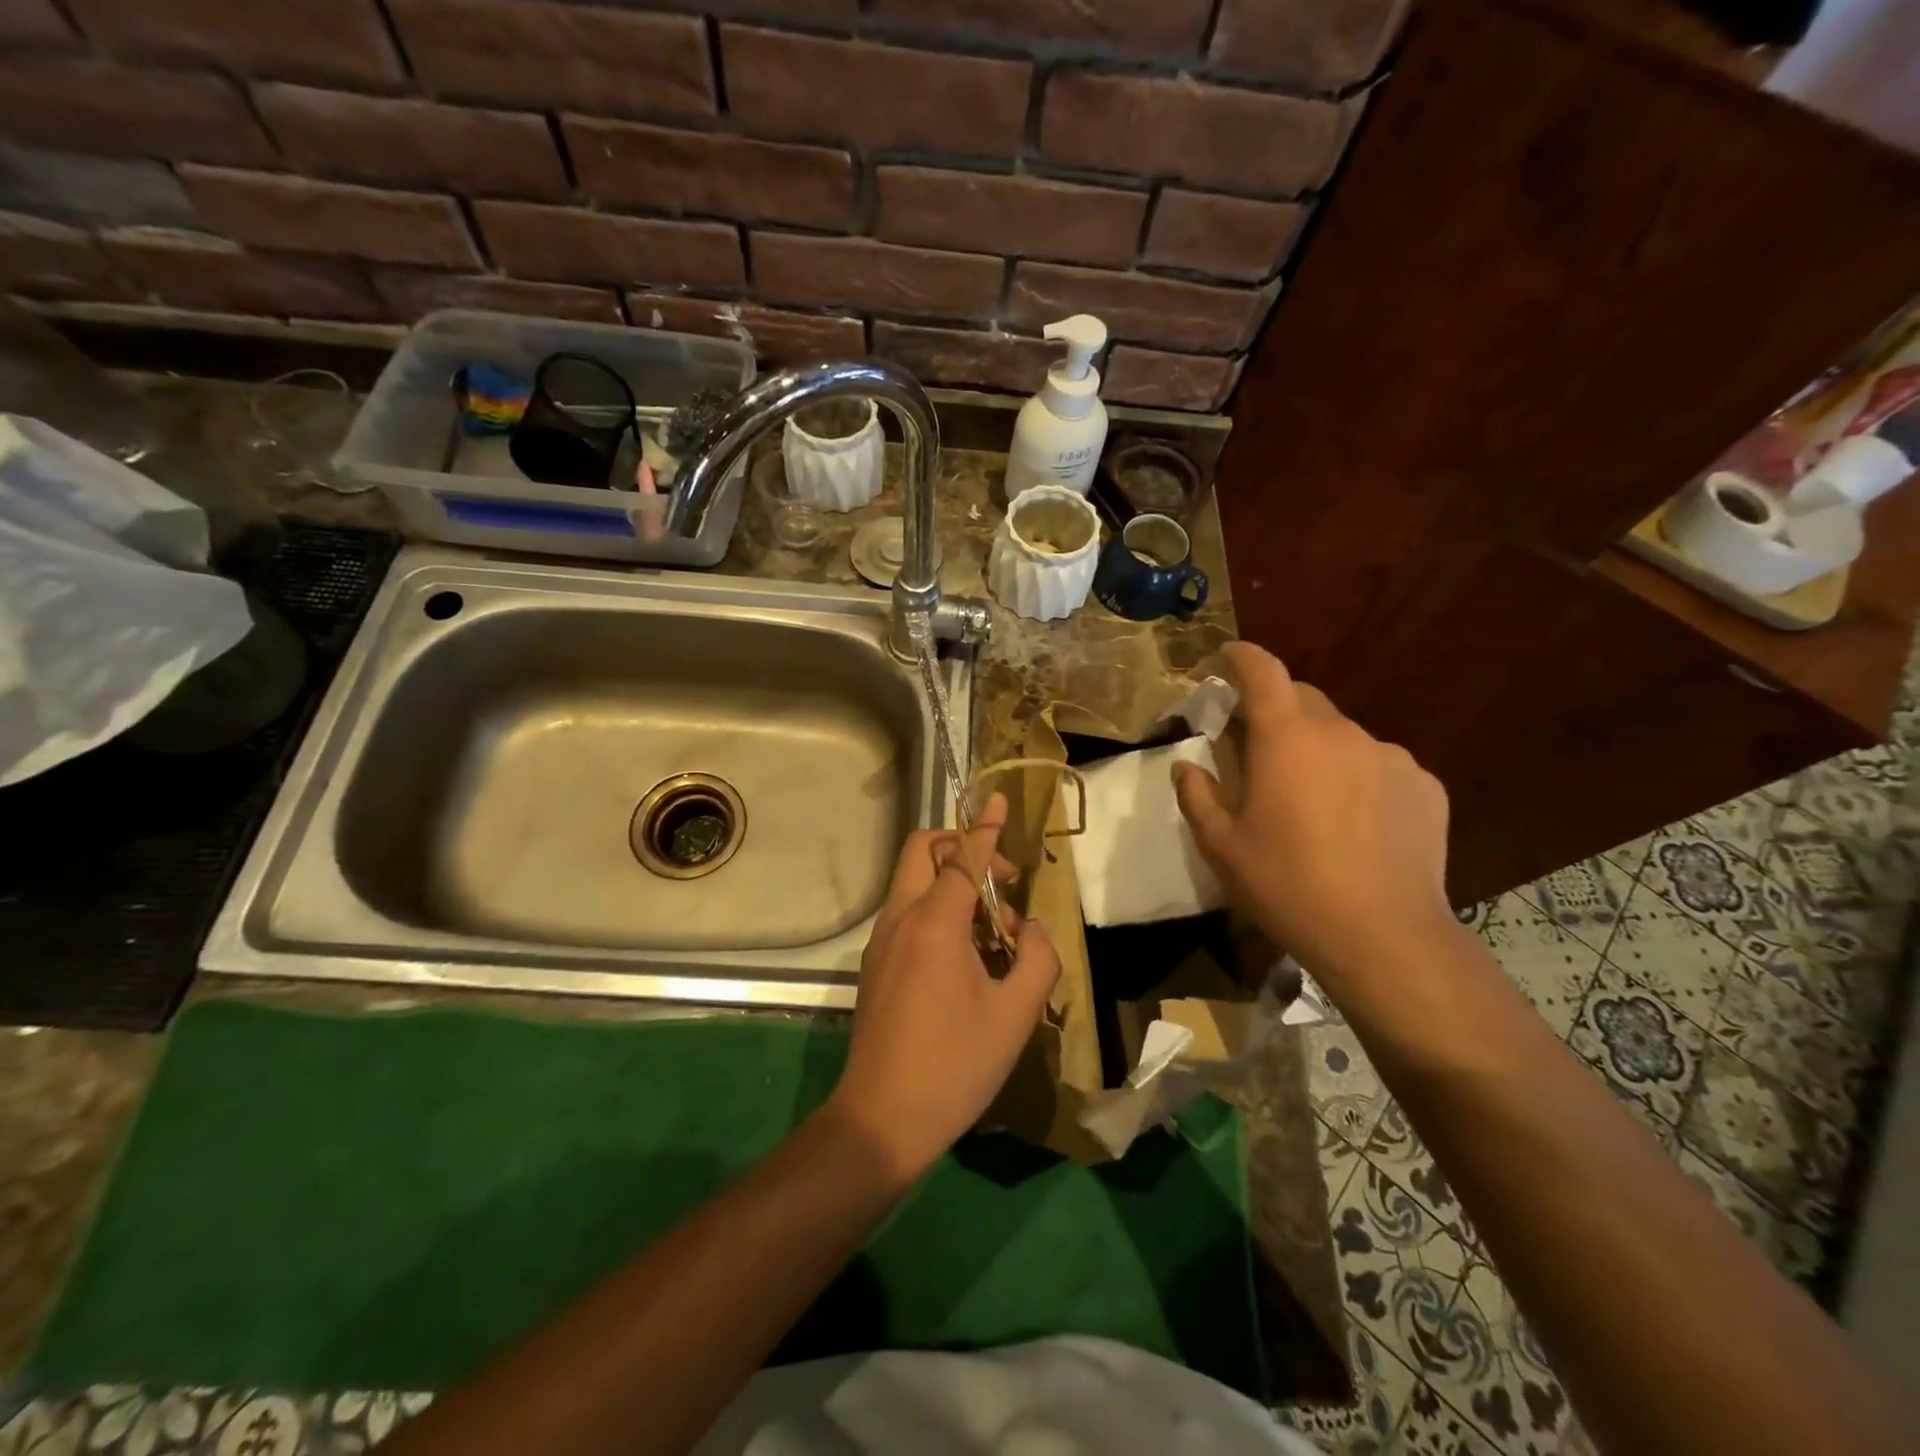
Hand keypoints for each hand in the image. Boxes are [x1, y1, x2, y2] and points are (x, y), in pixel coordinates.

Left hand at [827, 795, 1059, 1182]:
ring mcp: (881, 942)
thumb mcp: (1015, 1014)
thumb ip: (1036, 959)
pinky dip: (937, 909)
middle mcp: (900, 920)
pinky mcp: (875, 965)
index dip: (985, 826)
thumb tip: (1030, 929)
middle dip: (963, 848)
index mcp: (934, 923)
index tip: (998, 798)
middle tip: (1001, 883)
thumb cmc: (955, 1065)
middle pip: (924, 852)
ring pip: (914, 882)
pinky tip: (966, 956)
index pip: (963, 857)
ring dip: (953, 883)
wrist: (881, 1120)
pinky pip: (907, 913)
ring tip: (993, 930)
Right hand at [1172, 642, 1459, 988]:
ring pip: (1342, 737)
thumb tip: (1187, 765)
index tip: (1227, 657)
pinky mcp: (1425, 787)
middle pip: (1303, 699)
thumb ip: (1197, 795)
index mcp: (1286, 738)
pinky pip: (1380, 768)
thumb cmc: (1288, 886)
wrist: (1385, 936)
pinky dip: (1359, 780)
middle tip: (1258, 751)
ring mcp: (1390, 757)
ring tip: (1312, 802)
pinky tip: (1356, 826)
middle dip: (1276, 711)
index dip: (1242, 657)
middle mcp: (1341, 732)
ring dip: (1319, 751)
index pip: (1263, 671)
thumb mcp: (1221, 847)